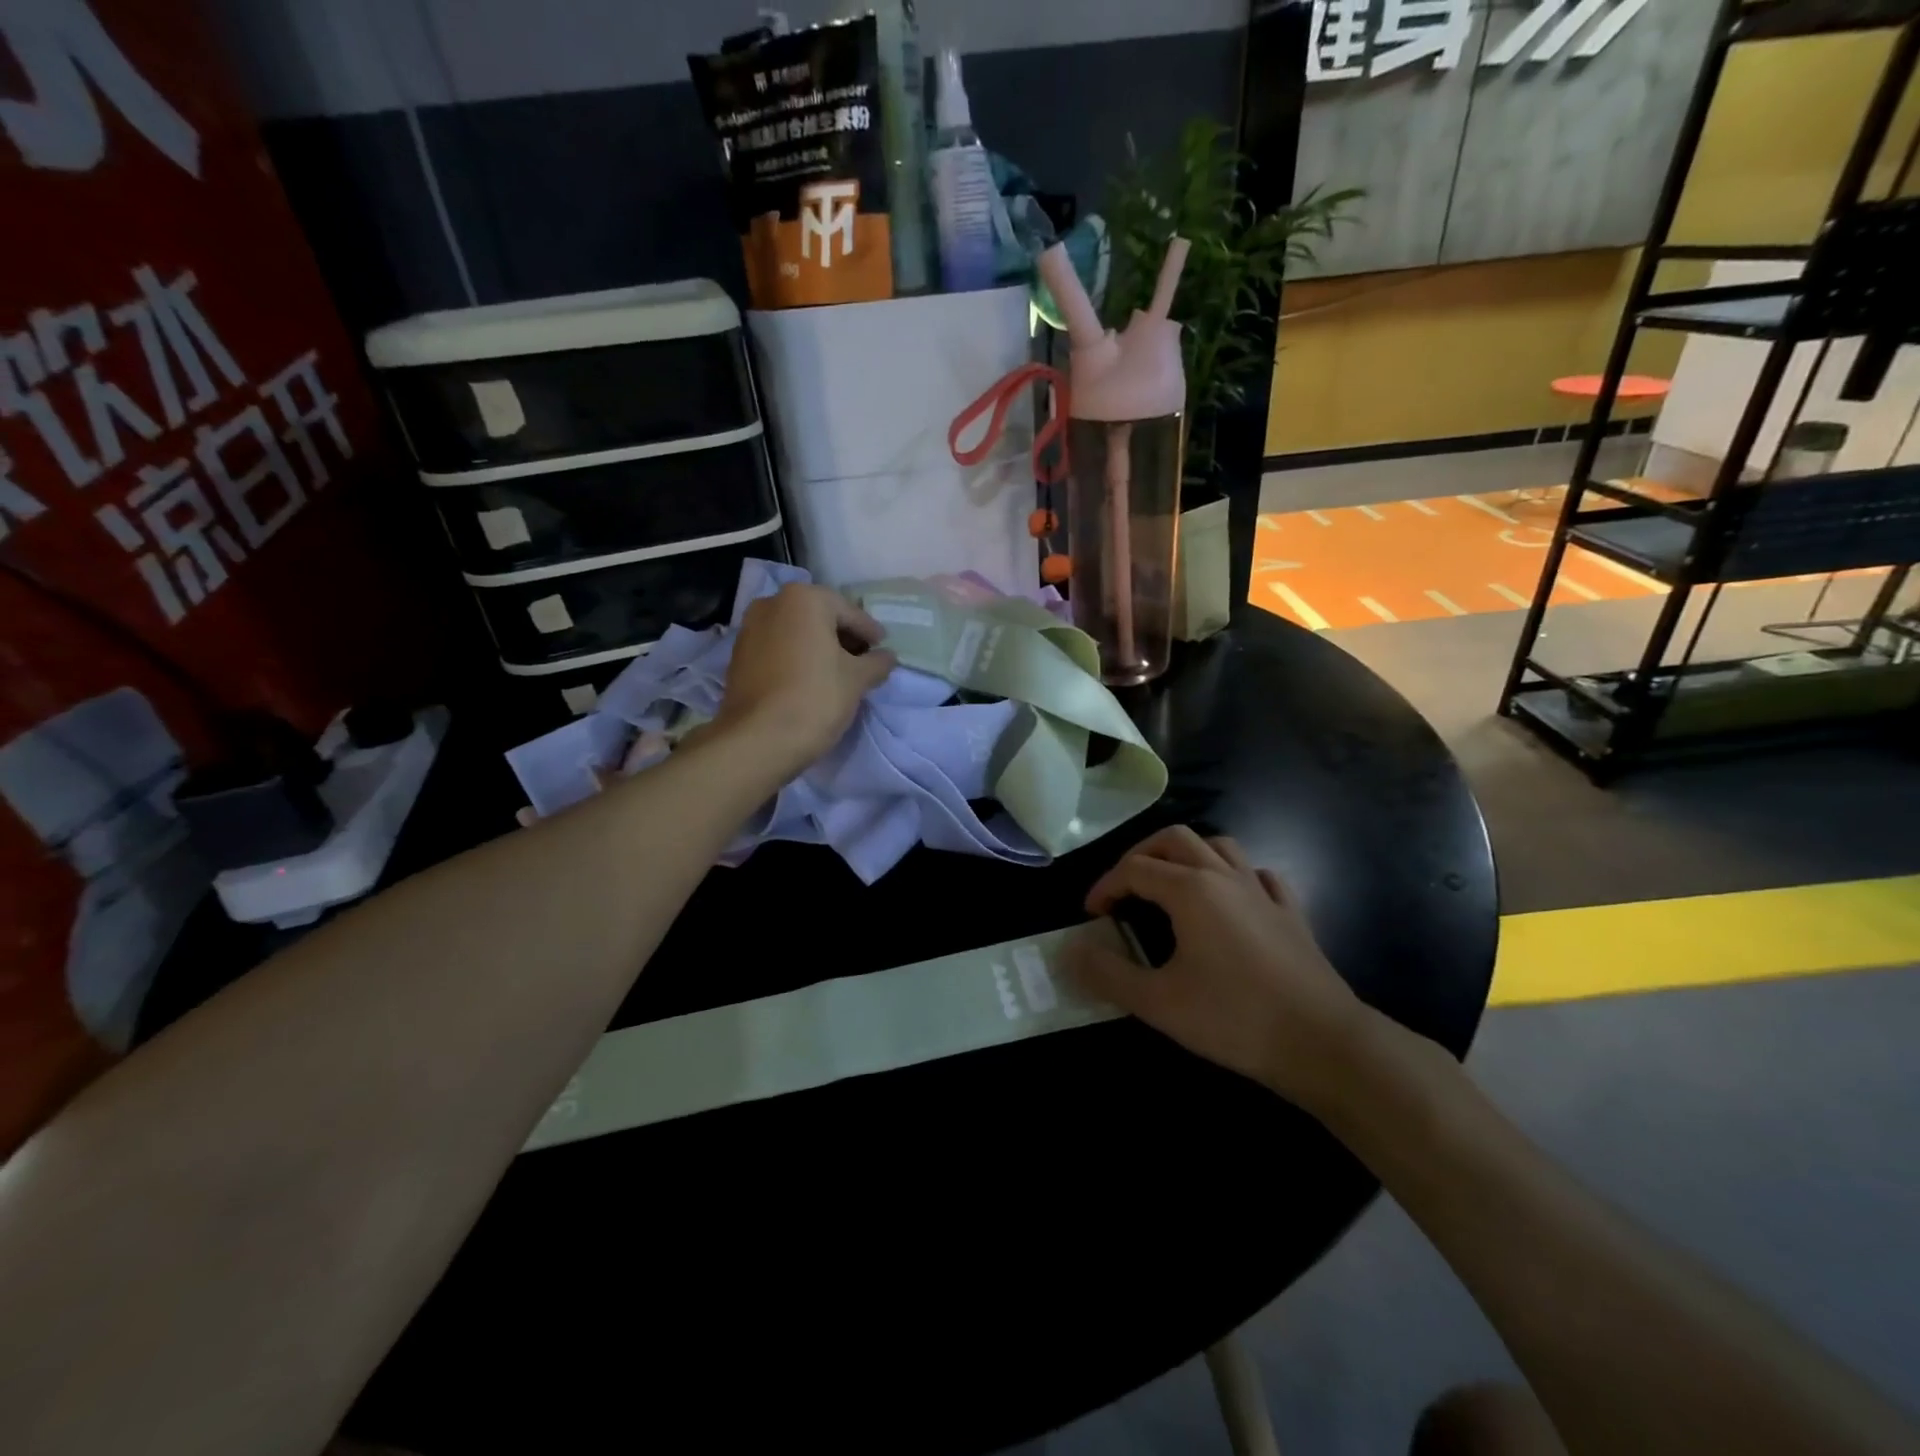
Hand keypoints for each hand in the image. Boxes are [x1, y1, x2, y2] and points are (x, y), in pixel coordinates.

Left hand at [715, 583, 897, 776]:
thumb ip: (877, 662)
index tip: (883, 648)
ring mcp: (750, 629)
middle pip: (819, 618)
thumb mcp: (858, 679)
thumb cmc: (816, 698)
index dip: (870, 632)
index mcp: (804, 599)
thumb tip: (887, 657)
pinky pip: (778, 649)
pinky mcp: (738, 656)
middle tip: (863, 661)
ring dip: (818, 648)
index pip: (849, 613)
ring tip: (837, 673)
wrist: (758, 739)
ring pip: (796, 633)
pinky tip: (809, 680)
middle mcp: (772, 603)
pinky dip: (796, 658)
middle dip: (842, 637)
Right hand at [1063, 827, 1370, 1110]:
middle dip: (1141, 855)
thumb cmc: (1234, 1018)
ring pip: (1219, 846)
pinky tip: (1230, 899)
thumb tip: (1070, 952)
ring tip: (1171, 884)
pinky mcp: (1290, 912)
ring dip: (1187, 855)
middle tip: (1124, 887)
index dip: (1105, 886)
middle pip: (1174, 839)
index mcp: (1190, 889)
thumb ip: (1108, 974)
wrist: (1322, 1043)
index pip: (1134, 869)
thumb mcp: (1158, 1003)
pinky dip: (1235, 875)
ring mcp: (1262, 891)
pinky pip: (1258, 875)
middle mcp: (1224, 876)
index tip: (1092, 914)